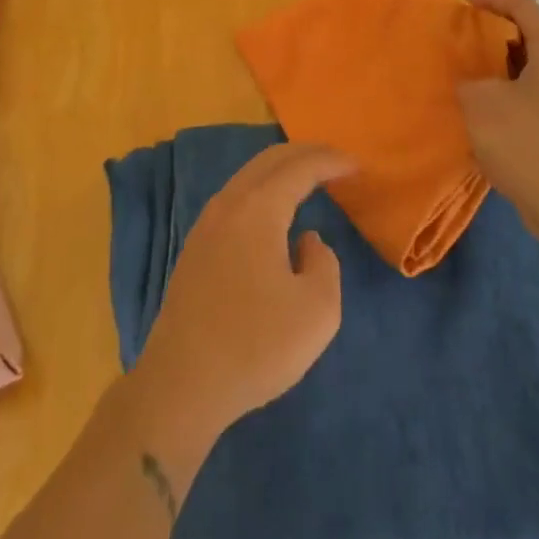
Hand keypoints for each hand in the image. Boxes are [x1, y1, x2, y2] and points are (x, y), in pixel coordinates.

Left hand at [131, 142, 354, 442]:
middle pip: (269, 160)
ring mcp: (206, 225)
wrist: (182, 385)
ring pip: (248, 177)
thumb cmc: (256, 346)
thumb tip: (307, 241)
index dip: (331, 161)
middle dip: (305, 153)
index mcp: (258, 210)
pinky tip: (272, 211)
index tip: (357, 165)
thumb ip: (325, 263)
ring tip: (308, 178)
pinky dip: (262, 189)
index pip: (300, 168)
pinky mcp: (195, 248)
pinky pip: (235, 198)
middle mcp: (229, 205)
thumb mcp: (317, 311)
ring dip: (280, 170)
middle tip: (335, 160)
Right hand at [457, 0, 538, 246]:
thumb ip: (469, 80)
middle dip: (495, 36)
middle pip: (531, 39)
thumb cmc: (526, 141)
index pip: (523, 6)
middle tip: (464, 40)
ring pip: (534, 73)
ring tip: (471, 80)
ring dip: (502, 72)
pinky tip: (489, 119)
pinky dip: (512, 99)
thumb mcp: (480, 101)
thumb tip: (472, 83)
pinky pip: (538, 102)